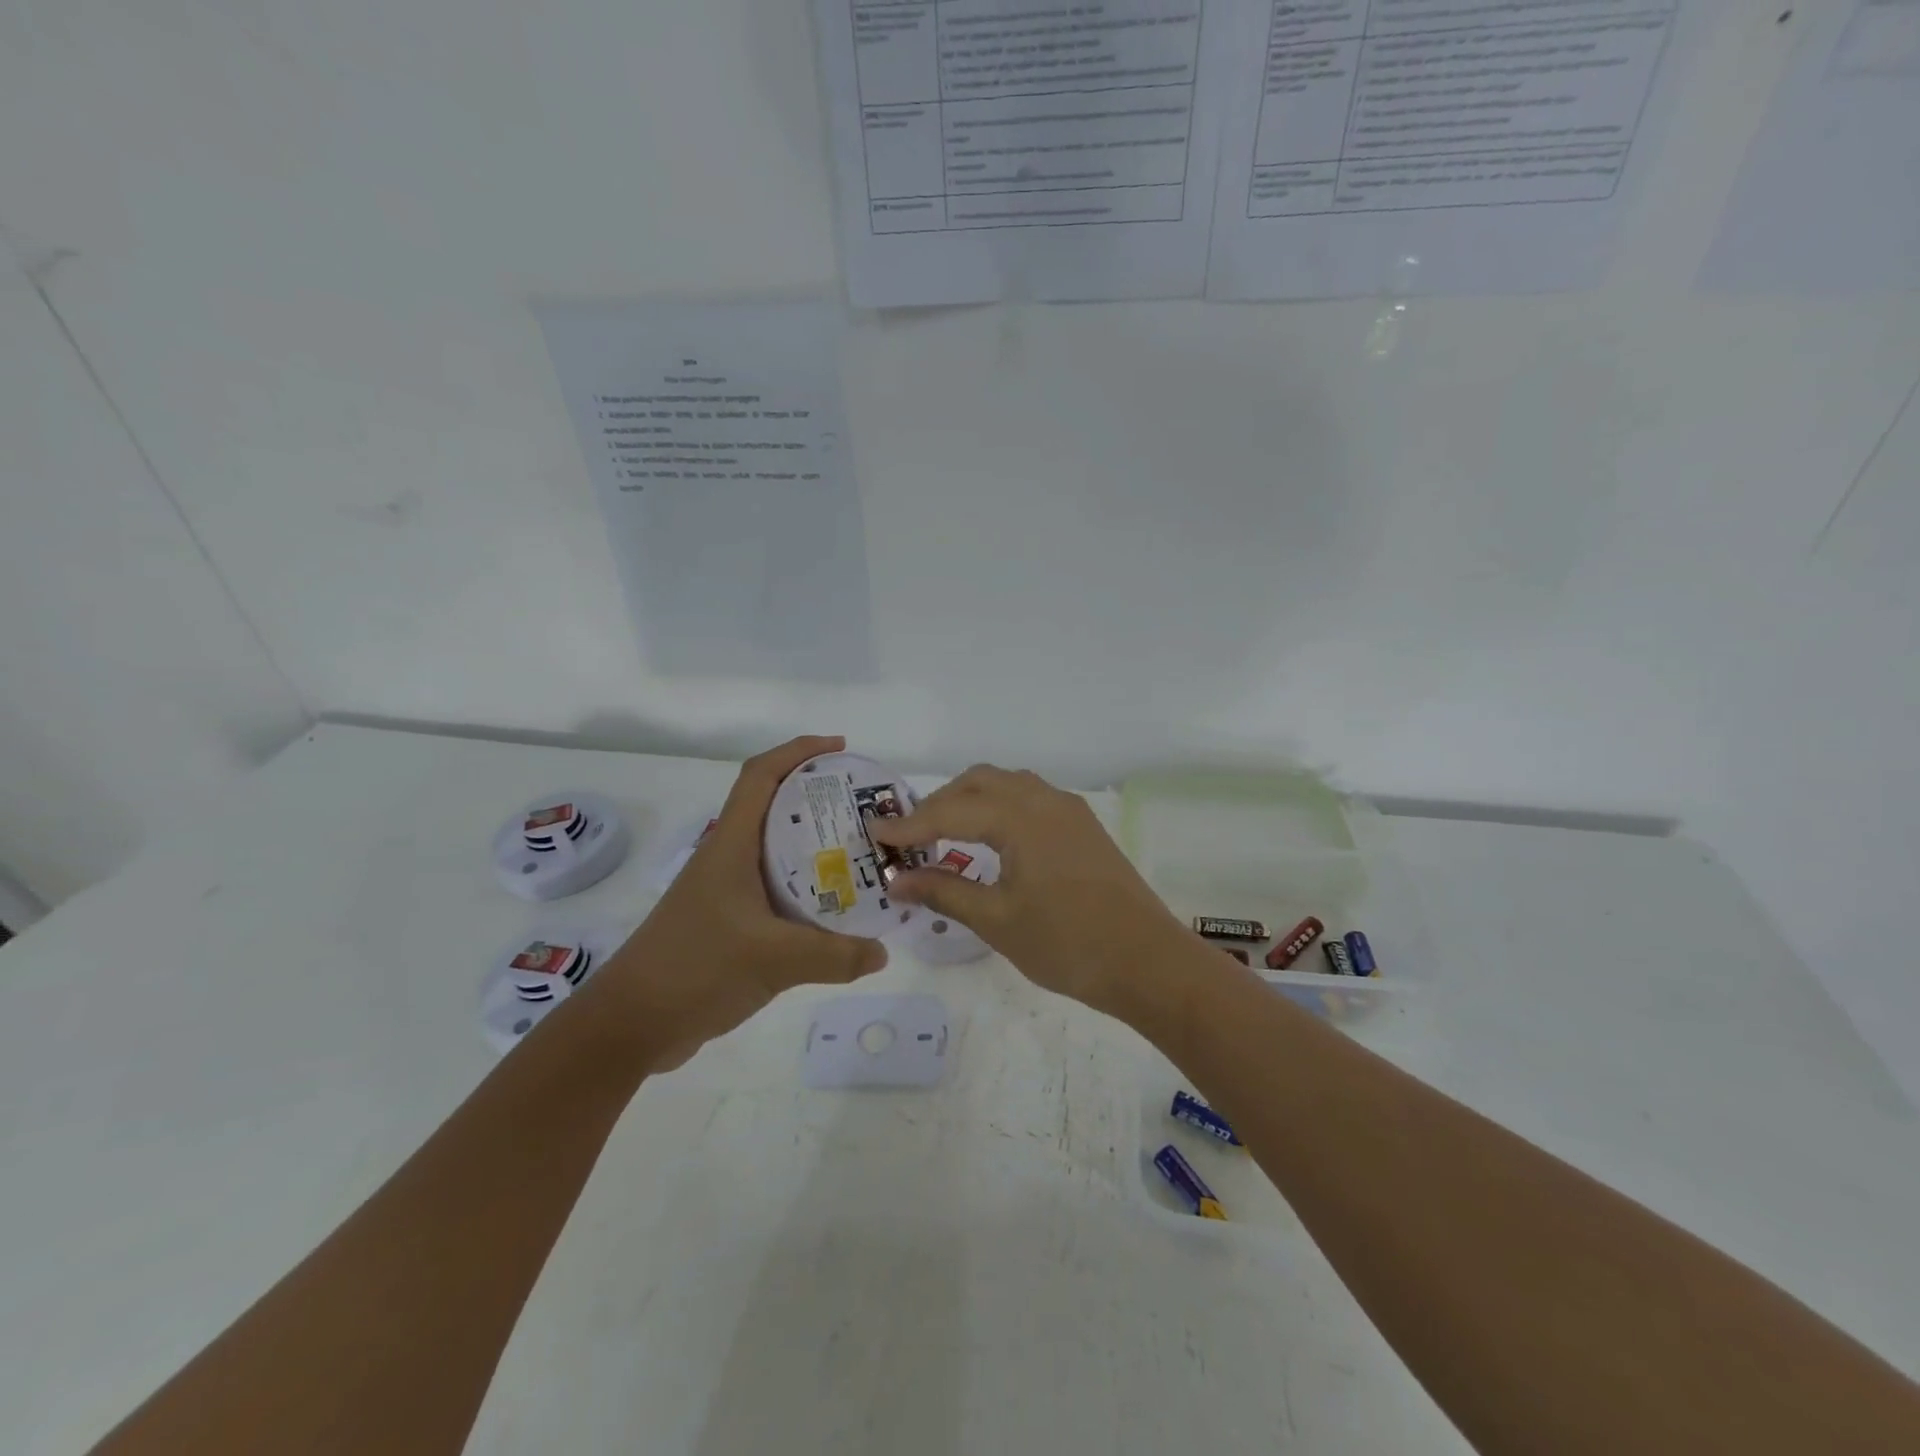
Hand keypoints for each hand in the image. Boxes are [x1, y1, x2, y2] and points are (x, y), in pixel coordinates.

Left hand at [587, 736, 887, 1070]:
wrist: (630, 1024)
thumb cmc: (695, 969)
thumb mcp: (772, 960)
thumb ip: (834, 956)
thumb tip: (882, 952)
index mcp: (731, 846)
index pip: (761, 776)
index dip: (798, 751)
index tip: (840, 749)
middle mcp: (728, 858)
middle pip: (774, 807)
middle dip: (818, 797)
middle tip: (865, 809)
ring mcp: (725, 891)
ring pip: (776, 851)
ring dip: (814, 844)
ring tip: (860, 854)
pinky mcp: (727, 922)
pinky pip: (775, 889)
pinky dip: (805, 887)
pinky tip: (832, 910)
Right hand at [867, 765, 1196, 1020]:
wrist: (1147, 962)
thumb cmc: (1068, 944)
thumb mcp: (997, 920)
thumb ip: (944, 892)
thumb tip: (897, 880)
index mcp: (1021, 818)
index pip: (950, 811)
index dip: (909, 825)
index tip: (875, 836)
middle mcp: (1044, 800)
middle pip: (979, 782)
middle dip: (939, 804)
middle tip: (910, 837)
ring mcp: (1068, 810)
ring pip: (1007, 785)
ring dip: (971, 800)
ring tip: (945, 835)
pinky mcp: (1083, 826)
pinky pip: (1030, 798)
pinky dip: (999, 808)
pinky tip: (991, 840)